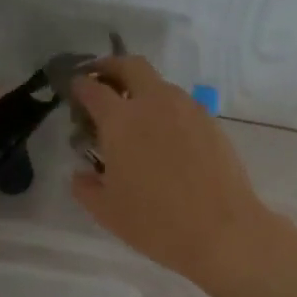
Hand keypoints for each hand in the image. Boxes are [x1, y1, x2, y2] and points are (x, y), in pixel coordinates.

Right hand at [69, 57, 277, 287]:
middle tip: (102, 81)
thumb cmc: (155, 222)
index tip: (75, 91)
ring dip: (142, 89)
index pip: (93, 89)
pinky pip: (181, 104)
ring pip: (160, 84)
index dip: (80, 86)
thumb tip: (82, 174)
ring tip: (135, 116)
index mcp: (121, 120)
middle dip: (111, 67)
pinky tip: (164, 136)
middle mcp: (154, 103)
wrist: (221, 230)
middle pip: (131, 65)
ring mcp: (187, 109)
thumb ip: (86, 187)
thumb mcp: (107, 211)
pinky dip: (166, 109)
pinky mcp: (211, 122)